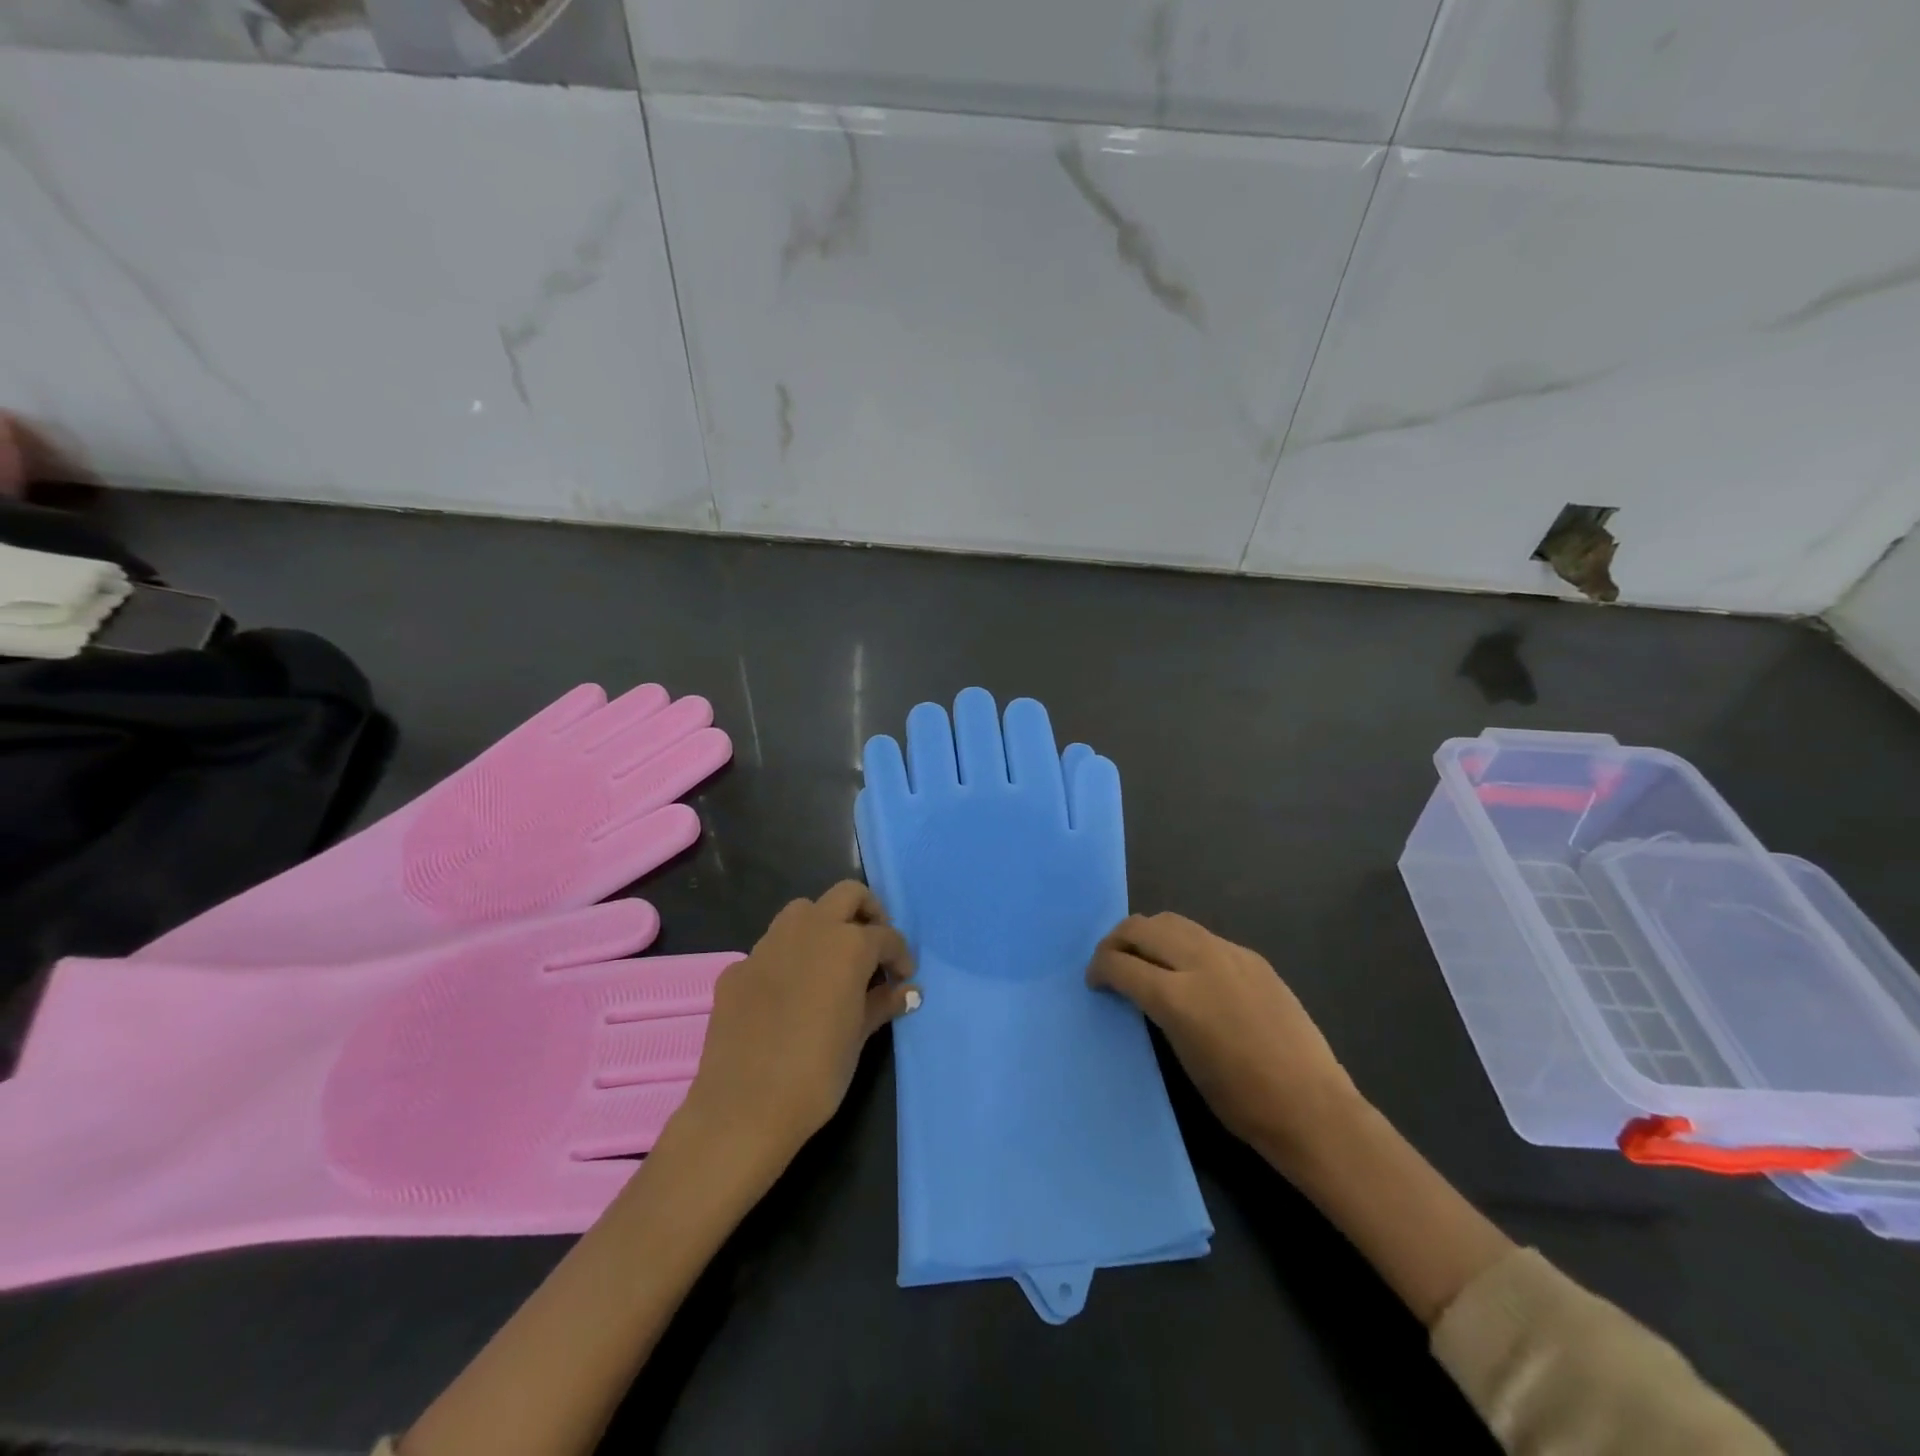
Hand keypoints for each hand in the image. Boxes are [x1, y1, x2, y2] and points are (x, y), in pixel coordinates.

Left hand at [679, 882, 917, 1171]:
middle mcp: (808, 931)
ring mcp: (767, 946)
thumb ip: (882, 1004)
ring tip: (832, 962)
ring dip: (823, 925)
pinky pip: (770, 949)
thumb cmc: (816, 1073)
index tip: (903, 979)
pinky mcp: (737, 969)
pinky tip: (788, 995)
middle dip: (867, 912)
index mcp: (846, 945)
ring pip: (802, 911)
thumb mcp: (858, 1037)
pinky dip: (787, 959)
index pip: (885, 936)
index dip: (900, 956)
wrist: (743, 1108)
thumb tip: (908, 991)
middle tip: (874, 947)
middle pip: (846, 895)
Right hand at [1088, 913, 1363, 1170]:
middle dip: (1117, 940)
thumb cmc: (1240, 1101)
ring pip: (1173, 922)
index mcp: (1176, 997)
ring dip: (1149, 934)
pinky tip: (1187, 970)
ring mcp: (1230, 955)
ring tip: (1144, 957)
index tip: (1095, 981)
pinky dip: (1182, 943)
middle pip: (1142, 928)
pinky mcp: (1253, 958)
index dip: (1099, 968)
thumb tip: (1142, 990)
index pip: (1120, 963)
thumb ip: (1158, 1011)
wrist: (1311, 1107)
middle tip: (1111, 961)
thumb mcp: (1183, 1056)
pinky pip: (1204, 937)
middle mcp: (1200, 963)